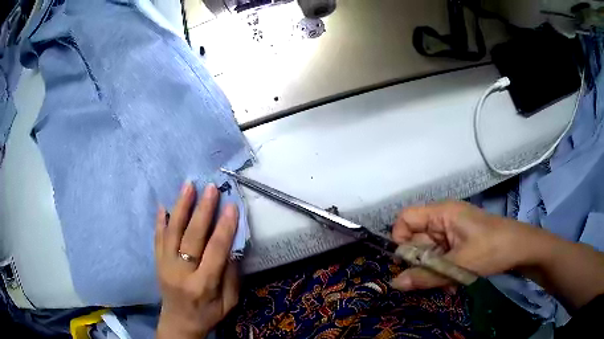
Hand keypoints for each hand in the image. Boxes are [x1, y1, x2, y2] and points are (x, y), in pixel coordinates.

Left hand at [155, 183, 239, 338]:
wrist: (179, 322)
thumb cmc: (208, 314)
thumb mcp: (229, 302)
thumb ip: (231, 276)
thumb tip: (231, 246)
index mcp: (202, 285)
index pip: (215, 251)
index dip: (224, 228)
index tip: (231, 206)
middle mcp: (181, 272)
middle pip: (191, 237)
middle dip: (202, 210)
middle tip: (210, 188)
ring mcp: (165, 265)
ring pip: (171, 232)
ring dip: (180, 207)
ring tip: (188, 186)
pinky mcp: (157, 262)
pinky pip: (157, 238)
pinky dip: (160, 221)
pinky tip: (163, 206)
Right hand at [390, 201, 538, 290]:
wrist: (520, 249)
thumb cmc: (492, 248)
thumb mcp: (459, 264)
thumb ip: (426, 275)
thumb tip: (395, 284)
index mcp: (442, 213)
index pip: (406, 218)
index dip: (400, 239)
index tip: (406, 263)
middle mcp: (443, 220)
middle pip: (416, 240)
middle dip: (420, 263)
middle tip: (427, 281)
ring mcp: (451, 234)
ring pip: (429, 254)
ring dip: (432, 272)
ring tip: (446, 285)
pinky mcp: (458, 245)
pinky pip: (440, 259)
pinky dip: (442, 273)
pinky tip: (453, 284)